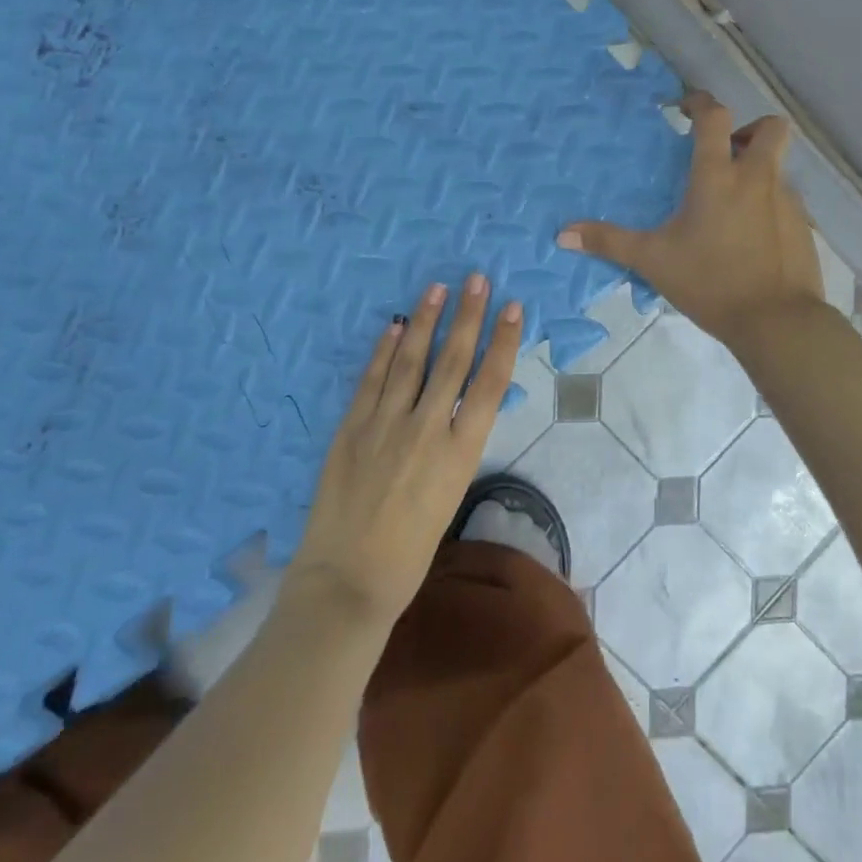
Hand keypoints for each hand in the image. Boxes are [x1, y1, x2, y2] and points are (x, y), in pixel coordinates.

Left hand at [288, 274, 523, 626]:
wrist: (348, 581)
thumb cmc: (411, 551)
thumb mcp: (451, 493)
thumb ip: (456, 444)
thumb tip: (459, 403)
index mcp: (460, 452)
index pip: (490, 384)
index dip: (503, 342)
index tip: (513, 308)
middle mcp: (427, 429)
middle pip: (453, 361)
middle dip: (467, 317)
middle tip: (476, 279)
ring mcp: (386, 425)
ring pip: (411, 361)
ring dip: (425, 321)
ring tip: (436, 289)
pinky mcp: (352, 428)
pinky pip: (372, 379)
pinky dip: (384, 351)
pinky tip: (394, 327)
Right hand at [558, 91, 822, 346]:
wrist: (778, 321)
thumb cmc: (711, 282)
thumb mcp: (654, 261)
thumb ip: (609, 242)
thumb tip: (562, 234)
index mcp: (719, 176)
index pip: (715, 117)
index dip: (700, 102)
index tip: (684, 107)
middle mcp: (758, 177)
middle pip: (770, 127)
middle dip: (749, 130)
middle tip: (725, 154)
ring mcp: (787, 200)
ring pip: (778, 166)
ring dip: (757, 170)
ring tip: (731, 204)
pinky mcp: (803, 225)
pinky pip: (785, 199)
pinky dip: (768, 204)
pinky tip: (750, 237)